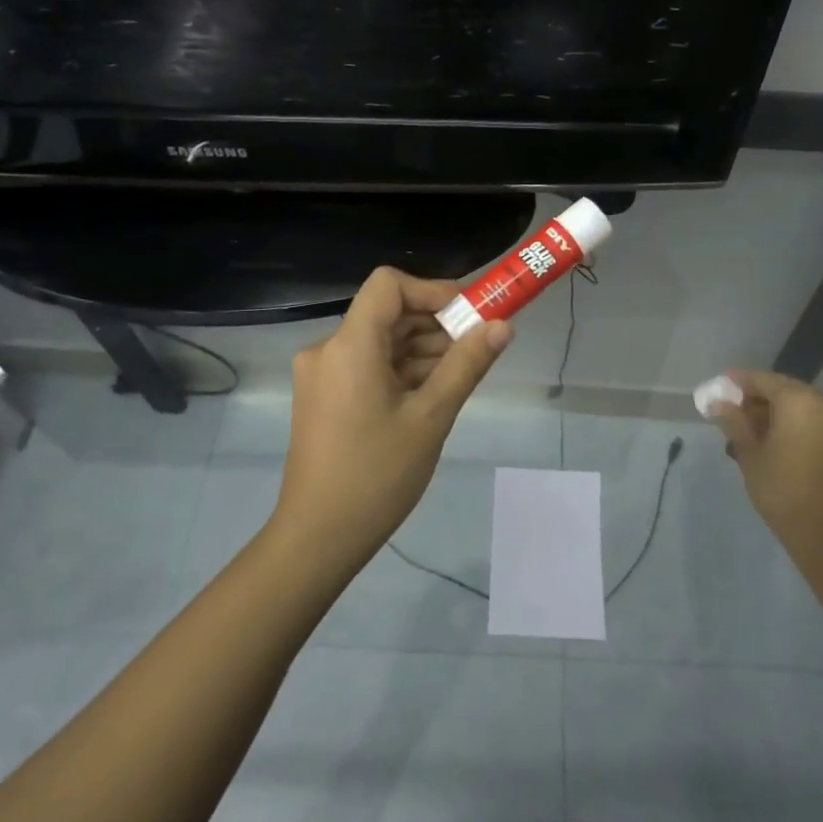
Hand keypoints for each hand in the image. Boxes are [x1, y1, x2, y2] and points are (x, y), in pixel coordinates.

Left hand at [272, 268, 511, 569]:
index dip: (432, 291)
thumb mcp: (431, 417)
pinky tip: (430, 396)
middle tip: (477, 350)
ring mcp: (322, 375)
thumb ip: (467, 365)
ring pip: (379, 342)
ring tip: (459, 378)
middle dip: (435, 325)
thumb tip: (503, 326)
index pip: (388, 285)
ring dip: (420, 351)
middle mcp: (328, 349)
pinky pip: (367, 366)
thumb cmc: (377, 475)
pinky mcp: (323, 397)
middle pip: (386, 314)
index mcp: (349, 345)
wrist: (318, 537)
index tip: (470, 315)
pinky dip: (399, 371)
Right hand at [711, 369, 822, 563]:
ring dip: (775, 411)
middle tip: (732, 408)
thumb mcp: (749, 452)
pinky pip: (813, 421)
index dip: (740, 381)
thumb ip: (734, 421)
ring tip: (748, 429)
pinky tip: (772, 440)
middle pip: (785, 390)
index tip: (720, 384)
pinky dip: (793, 423)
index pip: (764, 380)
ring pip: (800, 406)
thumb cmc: (780, 487)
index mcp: (799, 402)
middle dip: (758, 396)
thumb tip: (718, 403)